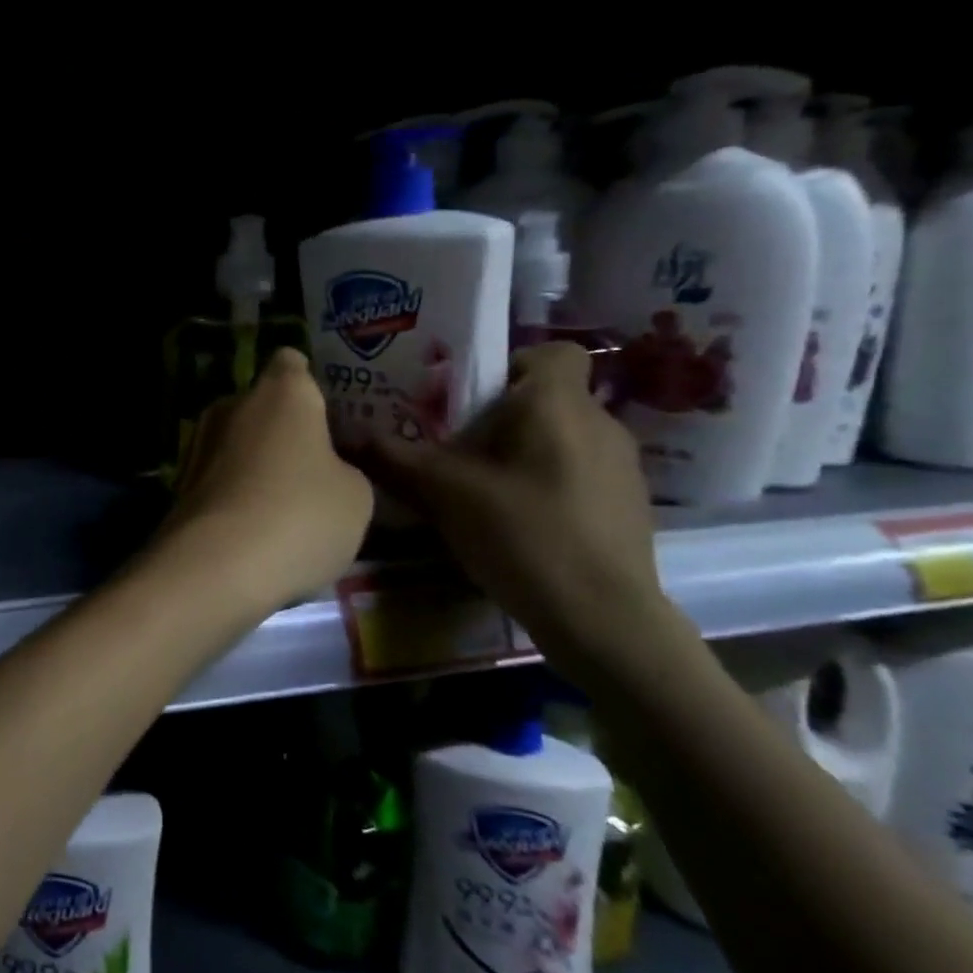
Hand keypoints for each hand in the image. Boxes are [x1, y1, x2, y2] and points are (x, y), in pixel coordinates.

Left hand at [159, 348, 373, 613]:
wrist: (214, 566)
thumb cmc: (299, 516)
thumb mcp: (356, 497)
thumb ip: (345, 469)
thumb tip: (325, 469)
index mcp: (281, 393)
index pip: (291, 363)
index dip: (309, 382)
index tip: (326, 413)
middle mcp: (232, 404)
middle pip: (262, 405)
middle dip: (283, 429)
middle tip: (314, 466)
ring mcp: (198, 442)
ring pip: (237, 442)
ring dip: (256, 463)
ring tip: (284, 505)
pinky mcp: (178, 481)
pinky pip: (218, 476)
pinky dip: (234, 492)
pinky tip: (252, 527)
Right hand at [357, 341, 678, 674]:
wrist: (603, 620)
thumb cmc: (523, 534)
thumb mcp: (443, 493)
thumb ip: (393, 458)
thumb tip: (344, 434)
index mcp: (558, 405)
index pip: (553, 352)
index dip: (512, 363)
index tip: (472, 395)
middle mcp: (600, 424)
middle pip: (549, 398)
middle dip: (503, 414)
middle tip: (456, 444)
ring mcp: (622, 468)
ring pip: (563, 437)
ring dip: (525, 450)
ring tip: (483, 485)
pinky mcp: (627, 506)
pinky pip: (578, 471)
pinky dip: (547, 482)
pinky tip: (519, 519)